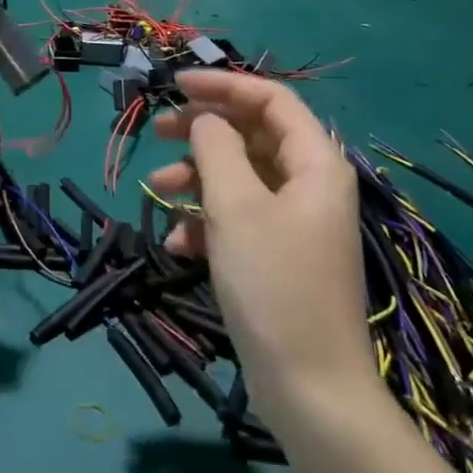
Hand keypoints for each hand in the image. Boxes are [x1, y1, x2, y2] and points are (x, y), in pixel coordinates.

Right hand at [149, 71, 376, 420]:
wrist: (308, 386)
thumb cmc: (274, 284)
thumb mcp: (236, 207)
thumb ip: (216, 149)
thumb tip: (205, 121)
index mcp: (315, 163)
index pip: (271, 99)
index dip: (223, 86)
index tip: (175, 87)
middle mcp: (308, 185)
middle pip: (251, 136)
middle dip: (202, 132)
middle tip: (157, 132)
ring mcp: (292, 223)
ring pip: (238, 178)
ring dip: (195, 180)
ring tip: (157, 192)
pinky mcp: (275, 256)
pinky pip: (236, 219)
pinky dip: (204, 223)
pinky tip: (176, 244)